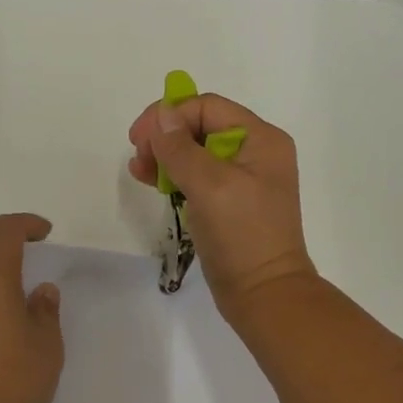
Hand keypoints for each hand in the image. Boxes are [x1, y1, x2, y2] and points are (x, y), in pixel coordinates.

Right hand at [127, 93, 316, 317]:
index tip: (138, 138)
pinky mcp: (229, 202)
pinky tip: (151, 181)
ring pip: (195, 151)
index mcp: (261, 139)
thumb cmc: (241, 234)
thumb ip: (180, 147)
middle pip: (200, 126)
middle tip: (138, 155)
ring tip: (139, 170)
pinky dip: (174, 175)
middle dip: (165, 136)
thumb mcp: (209, 184)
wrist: (264, 294)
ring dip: (165, 155)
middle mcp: (255, 152)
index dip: (170, 116)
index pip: (208, 107)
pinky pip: (197, 176)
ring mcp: (243, 178)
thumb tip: (161, 114)